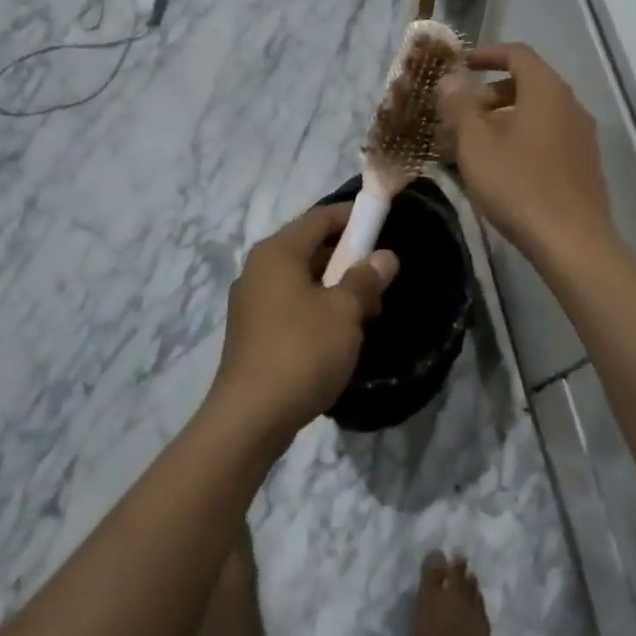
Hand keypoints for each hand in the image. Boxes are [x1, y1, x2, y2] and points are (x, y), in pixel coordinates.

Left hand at [212, 204, 397, 445]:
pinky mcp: (252, 332)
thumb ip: (366, 279)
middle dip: (348, 259)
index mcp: (277, 252)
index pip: (320, 217)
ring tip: (366, 313)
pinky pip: (291, 305)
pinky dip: (317, 309)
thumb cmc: (301, 351)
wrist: (250, 418)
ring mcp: (252, 302)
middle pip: (310, 247)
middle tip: (380, 280)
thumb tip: (385, 257)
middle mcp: (259, 269)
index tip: (383, 226)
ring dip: (335, 289)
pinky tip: (338, 336)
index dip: (353, 218)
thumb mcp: (344, 312)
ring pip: (302, 280)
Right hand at [437, 44, 616, 263]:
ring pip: (536, 114)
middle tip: (459, 117)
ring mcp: (581, 136)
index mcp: (546, 91)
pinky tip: (500, 169)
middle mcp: (570, 105)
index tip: (461, 65)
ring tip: (473, 146)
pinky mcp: (584, 164)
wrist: (573, 242)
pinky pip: (547, 137)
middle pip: (527, 84)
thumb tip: (450, 79)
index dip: (487, 55)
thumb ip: (460, 106)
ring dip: (503, 120)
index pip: (518, 54)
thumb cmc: (519, 185)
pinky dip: (521, 139)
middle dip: (489, 94)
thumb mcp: (476, 144)